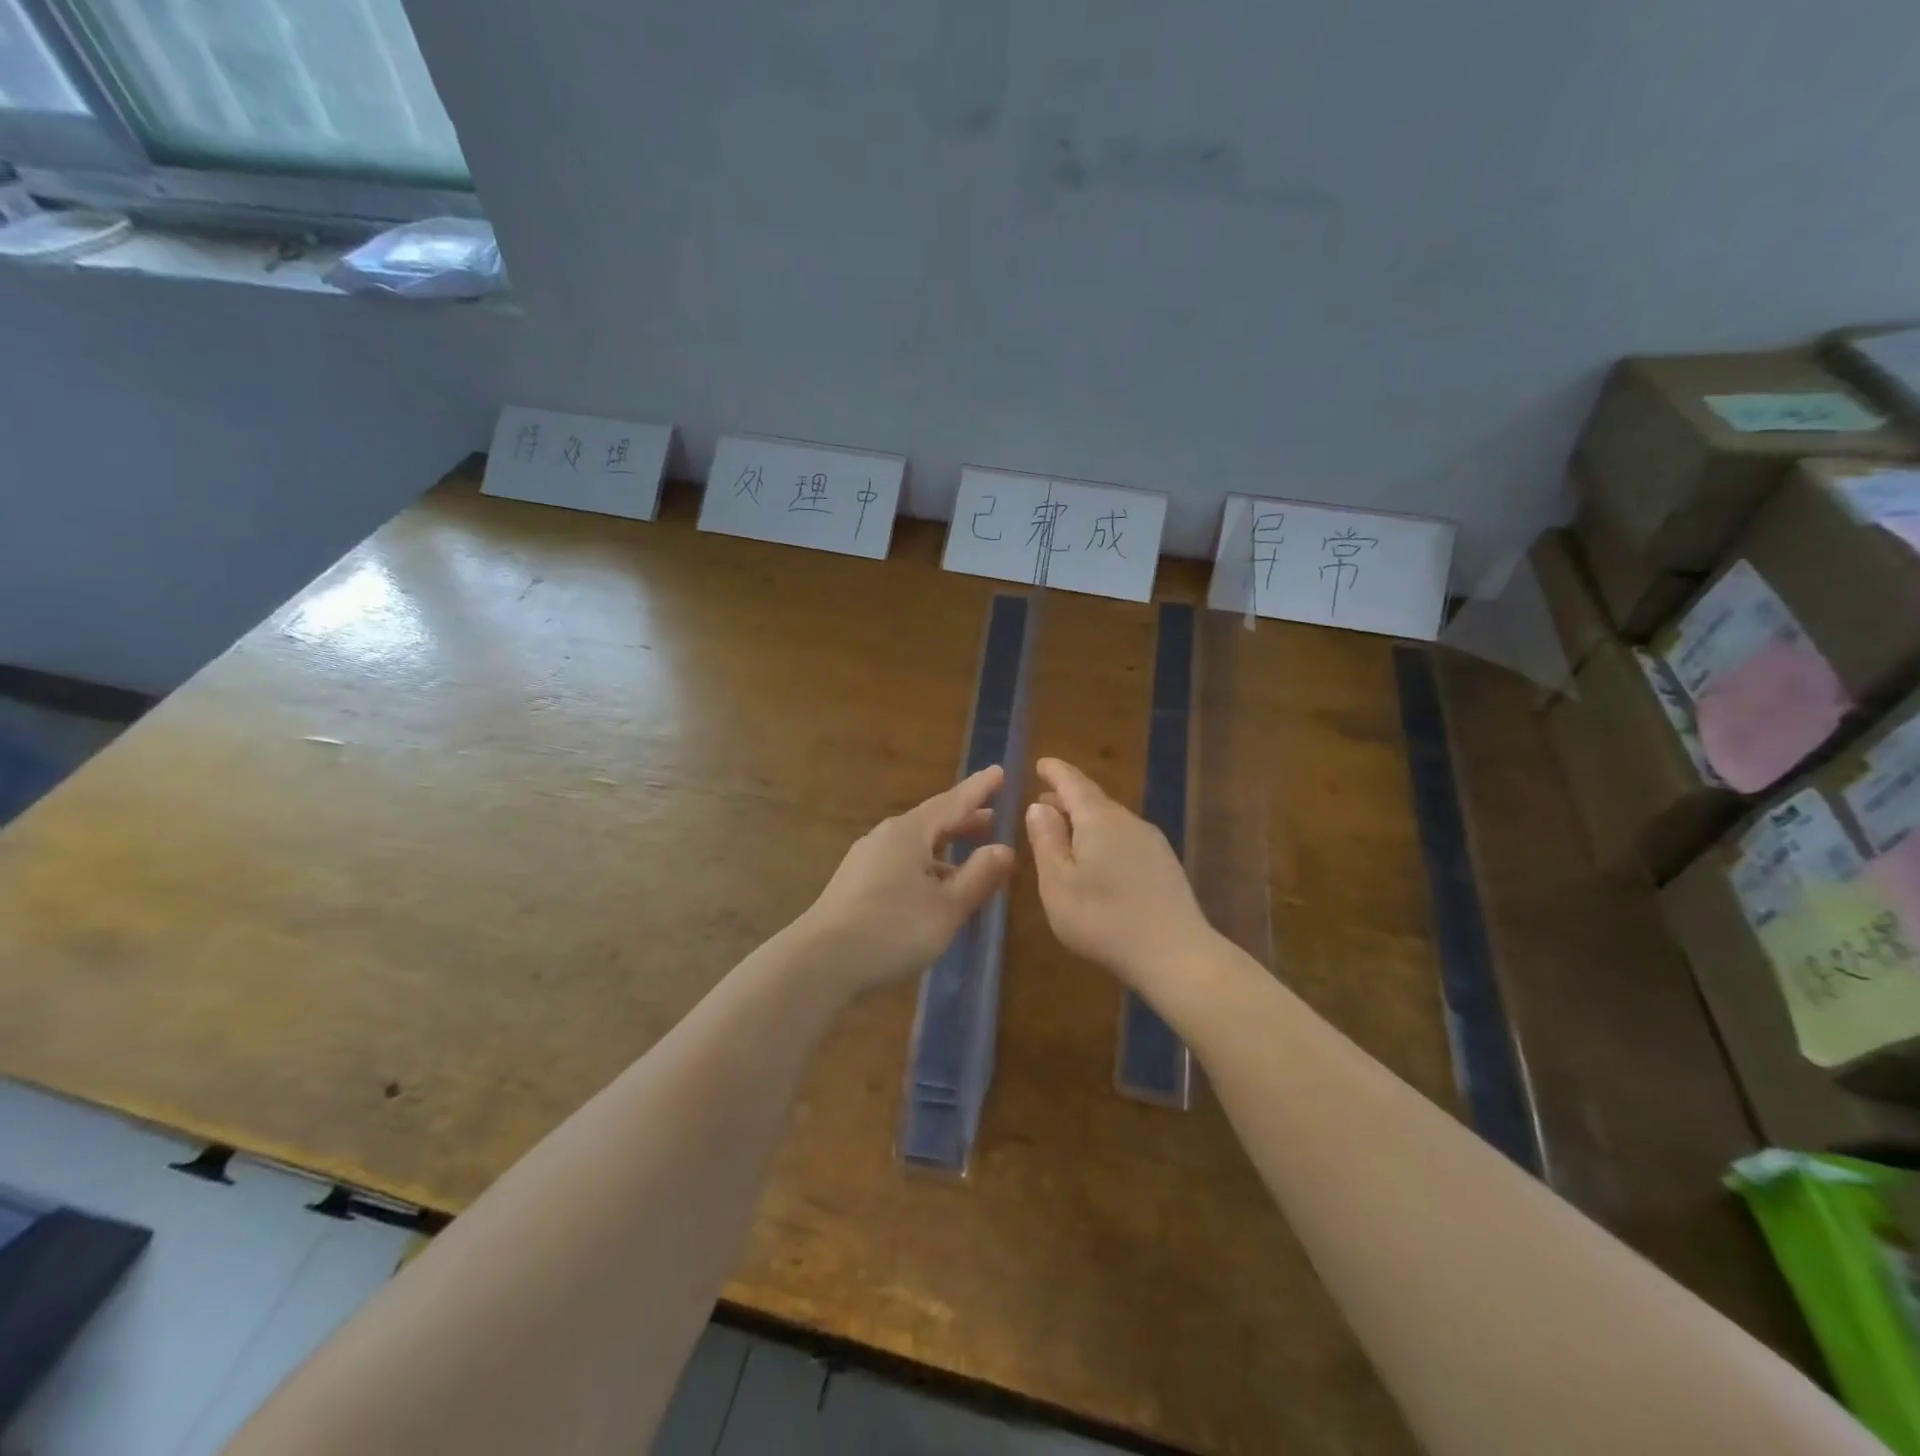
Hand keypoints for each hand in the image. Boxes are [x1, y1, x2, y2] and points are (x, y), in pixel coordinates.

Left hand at [796, 765, 1016, 996]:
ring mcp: (866, 860)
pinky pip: (901, 864)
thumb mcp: (947, 907)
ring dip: (946, 848)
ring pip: (916, 846)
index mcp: (910, 833)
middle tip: (993, 819)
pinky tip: (935, 889)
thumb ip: (979, 876)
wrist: (821, 961)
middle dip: (964, 821)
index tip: (999, 772)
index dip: (979, 789)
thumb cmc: (892, 928)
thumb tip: (1005, 849)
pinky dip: (927, 866)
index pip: (953, 802)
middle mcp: (886, 837)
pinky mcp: (856, 884)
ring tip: (971, 859)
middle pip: (933, 822)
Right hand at [1024, 757, 1219, 992]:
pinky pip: (1125, 838)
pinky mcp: (1164, 863)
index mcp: (1098, 819)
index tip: (1041, 763)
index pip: (1072, 783)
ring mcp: (1151, 841)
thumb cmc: (1103, 918)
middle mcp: (1128, 820)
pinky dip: (1104, 838)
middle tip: (1043, 804)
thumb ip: (1046, 841)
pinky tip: (1098, 861)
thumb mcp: (1058, 883)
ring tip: (1065, 834)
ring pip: (1111, 820)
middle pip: (1093, 799)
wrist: (1175, 953)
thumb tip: (1039, 806)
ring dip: (1085, 821)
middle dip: (1066, 798)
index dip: (1055, 771)